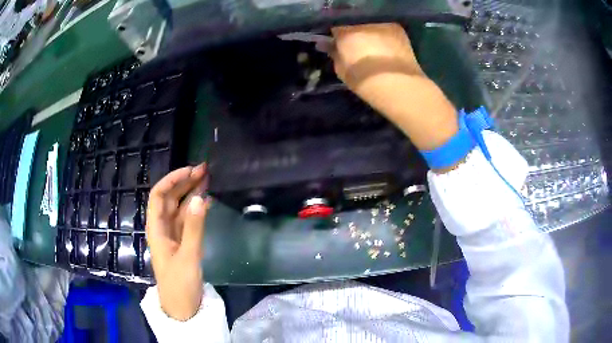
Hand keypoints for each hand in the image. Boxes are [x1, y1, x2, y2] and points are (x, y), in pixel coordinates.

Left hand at [146, 164, 209, 320]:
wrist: (182, 308)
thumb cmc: (180, 284)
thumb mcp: (188, 256)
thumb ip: (195, 228)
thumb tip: (201, 198)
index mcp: (156, 228)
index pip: (159, 195)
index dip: (172, 179)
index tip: (191, 171)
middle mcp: (162, 227)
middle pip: (170, 198)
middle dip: (185, 182)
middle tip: (205, 170)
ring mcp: (173, 235)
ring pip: (180, 208)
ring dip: (192, 193)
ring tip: (208, 180)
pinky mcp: (182, 242)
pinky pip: (188, 220)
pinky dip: (197, 210)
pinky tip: (207, 202)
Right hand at [329, 23, 457, 151]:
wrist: (401, 87)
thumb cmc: (366, 82)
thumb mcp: (342, 71)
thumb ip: (334, 54)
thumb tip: (327, 44)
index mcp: (346, 34)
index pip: (334, 28)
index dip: (336, 37)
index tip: (338, 45)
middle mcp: (363, 24)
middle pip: (353, 24)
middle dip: (353, 34)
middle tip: (356, 47)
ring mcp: (382, 24)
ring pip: (369, 25)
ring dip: (368, 33)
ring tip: (373, 48)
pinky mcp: (397, 28)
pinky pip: (383, 29)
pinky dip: (382, 35)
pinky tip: (386, 48)